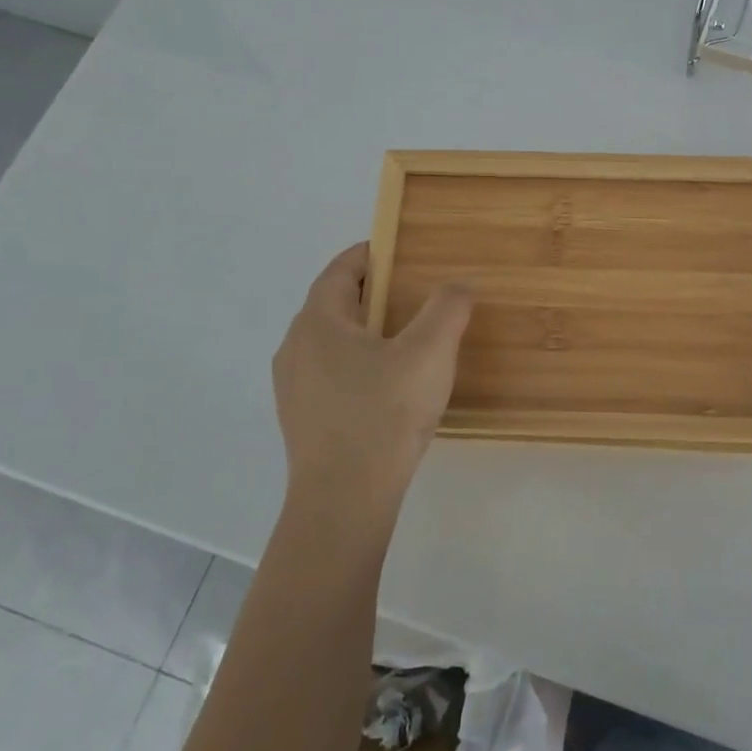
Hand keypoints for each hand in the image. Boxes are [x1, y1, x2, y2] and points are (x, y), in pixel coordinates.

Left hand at [270, 243, 472, 533]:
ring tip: (405, 341)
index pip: (341, 270)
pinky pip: (329, 373)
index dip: (370, 254)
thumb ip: (447, 309)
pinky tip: (387, 387)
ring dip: (364, 331)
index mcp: (319, 322)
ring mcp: (293, 386)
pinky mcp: (301, 418)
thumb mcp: (429, 353)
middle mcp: (295, 347)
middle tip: (413, 295)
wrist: (344, 500)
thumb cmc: (384, 415)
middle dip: (372, 293)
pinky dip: (356, 363)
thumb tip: (458, 286)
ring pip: (330, 341)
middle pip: (333, 303)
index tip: (400, 250)